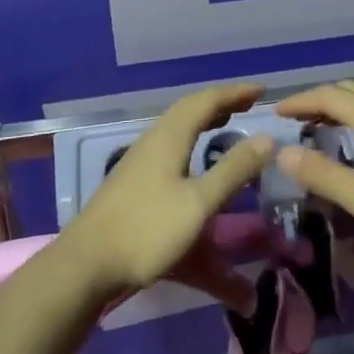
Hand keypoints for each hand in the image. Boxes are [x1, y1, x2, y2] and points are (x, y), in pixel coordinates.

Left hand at [58, 83, 273, 300]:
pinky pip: (171, 141)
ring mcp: (140, 157)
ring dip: (205, 117)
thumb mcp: (198, 203)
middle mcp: (155, 138)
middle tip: (249, 103)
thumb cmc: (146, 230)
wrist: (87, 263)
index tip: (262, 91)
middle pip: (191, 108)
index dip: (236, 92)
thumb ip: (233, 170)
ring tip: (227, 121)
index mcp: (170, 136)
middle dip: (221, 102)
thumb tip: (266, 138)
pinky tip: (195, 156)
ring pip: (178, 124)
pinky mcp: (133, 176)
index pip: (207, 100)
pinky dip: (192, 136)